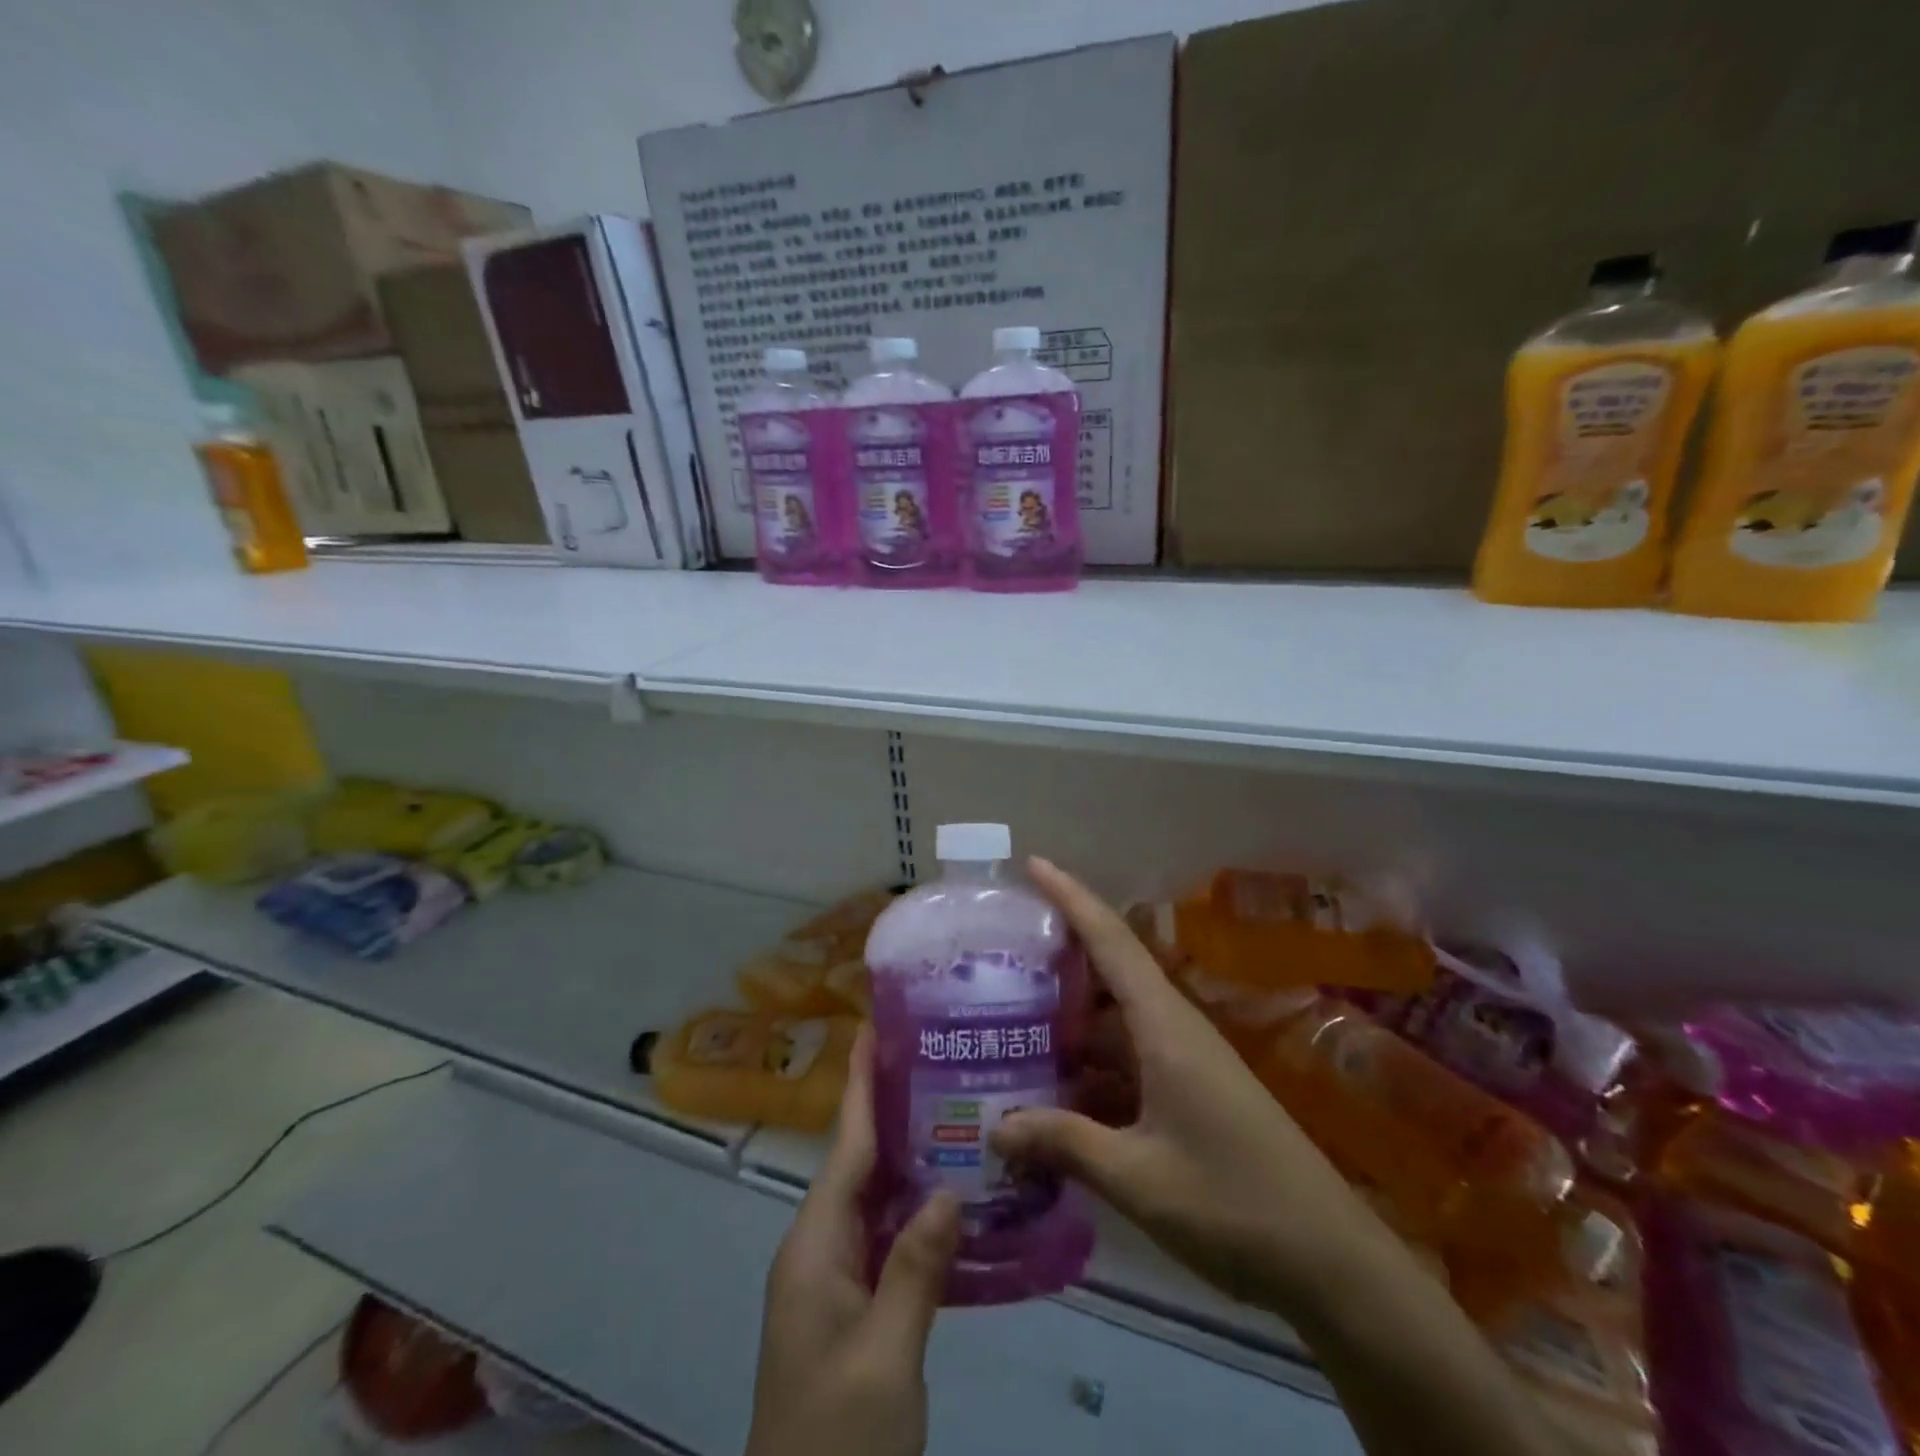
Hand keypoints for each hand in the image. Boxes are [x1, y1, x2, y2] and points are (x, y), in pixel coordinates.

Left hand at [748, 1026, 960, 1455]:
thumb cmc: (837, 1439)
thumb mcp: (885, 1359)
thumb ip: (916, 1269)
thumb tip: (949, 1189)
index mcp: (815, 1246)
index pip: (845, 1146)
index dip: (861, 1085)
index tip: (874, 1029)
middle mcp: (818, 1250)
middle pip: (857, 1163)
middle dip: (890, 1109)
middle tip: (936, 1061)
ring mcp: (833, 1281)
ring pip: (872, 1200)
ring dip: (907, 1157)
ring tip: (953, 1110)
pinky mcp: (851, 1308)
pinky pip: (883, 1237)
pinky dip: (913, 1209)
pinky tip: (951, 1198)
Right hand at [993, 858, 1393, 1317]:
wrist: (1333, 1265)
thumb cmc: (1236, 1206)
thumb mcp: (1139, 1178)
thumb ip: (1065, 1144)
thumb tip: (994, 1127)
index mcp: (1165, 1027)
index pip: (1111, 941)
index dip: (1071, 897)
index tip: (1031, 864)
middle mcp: (1175, 1029)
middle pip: (1109, 972)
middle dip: (1057, 956)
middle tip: (997, 953)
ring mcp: (1186, 1061)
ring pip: (1115, 1021)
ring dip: (1069, 1018)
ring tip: (1009, 1020)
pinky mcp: (1192, 1092)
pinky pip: (1129, 1059)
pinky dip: (1090, 1065)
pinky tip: (1054, 1090)